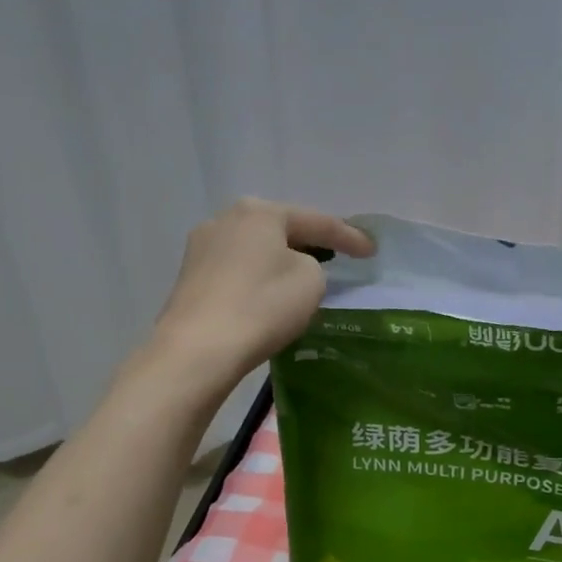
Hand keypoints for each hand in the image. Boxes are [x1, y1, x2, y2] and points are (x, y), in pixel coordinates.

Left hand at [150, 198, 372, 388]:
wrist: (198, 349)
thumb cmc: (262, 306)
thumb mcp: (310, 282)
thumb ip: (313, 265)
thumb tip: (293, 267)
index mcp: (259, 212)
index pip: (317, 221)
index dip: (349, 237)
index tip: (372, 251)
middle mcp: (225, 219)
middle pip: (280, 229)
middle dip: (309, 242)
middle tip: (336, 256)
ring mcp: (201, 248)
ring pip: (255, 249)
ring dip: (280, 259)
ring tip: (302, 275)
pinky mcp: (190, 278)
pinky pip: (237, 270)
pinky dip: (258, 278)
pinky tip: (268, 293)